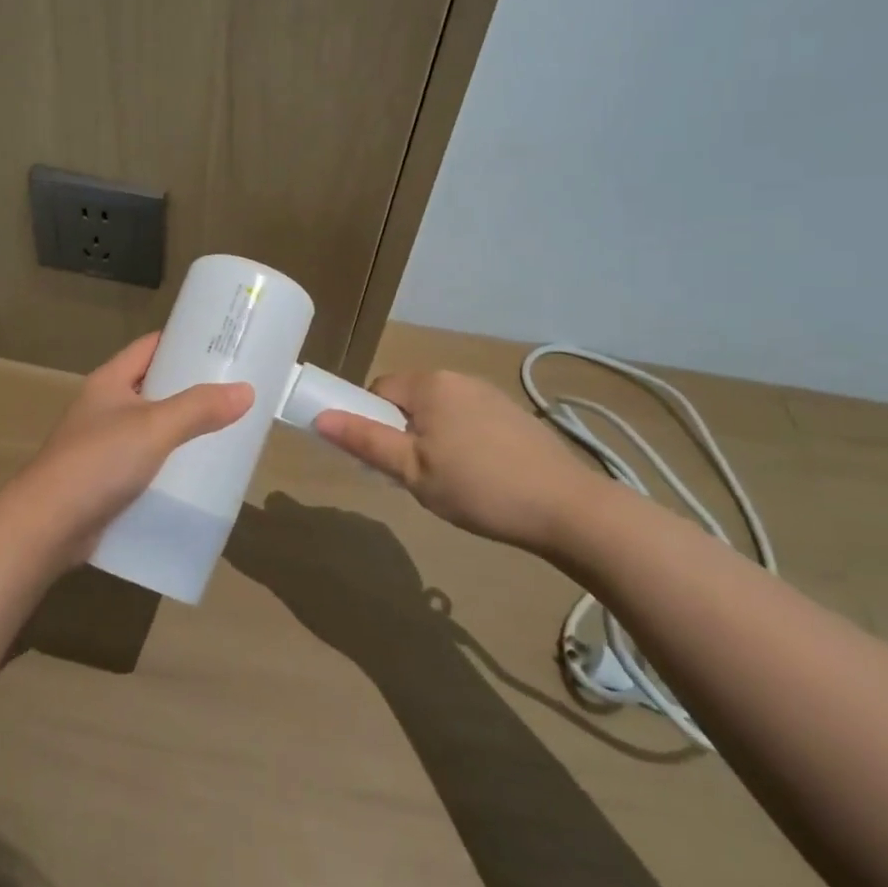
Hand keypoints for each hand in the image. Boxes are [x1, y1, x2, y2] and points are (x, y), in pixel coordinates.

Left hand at [7, 333, 252, 559]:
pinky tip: (196, 475)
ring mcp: (102, 446)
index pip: (150, 347)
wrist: (46, 527)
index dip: (182, 341)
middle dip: (190, 388)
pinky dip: (168, 465)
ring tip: (225, 431)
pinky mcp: (104, 481)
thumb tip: (246, 390)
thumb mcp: (154, 427)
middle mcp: (104, 408)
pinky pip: (145, 463)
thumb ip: (199, 408)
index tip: (221, 344)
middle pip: (153, 387)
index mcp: (108, 382)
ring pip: (150, 428)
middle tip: (234, 390)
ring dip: (181, 430)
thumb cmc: (98, 462)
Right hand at [314, 369, 614, 553]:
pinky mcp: (515, 415)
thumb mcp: (412, 471)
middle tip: (418, 477)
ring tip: (452, 482)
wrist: (567, 508)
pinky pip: (469, 420)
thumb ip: (365, 441)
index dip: (372, 424)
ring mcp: (490, 394)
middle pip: (410, 400)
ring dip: (434, 439)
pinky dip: (464, 442)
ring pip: (440, 412)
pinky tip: (482, 477)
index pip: (378, 390)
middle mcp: (458, 378)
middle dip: (404, 433)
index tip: (387, 461)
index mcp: (430, 384)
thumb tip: (320, 418)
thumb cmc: (478, 488)